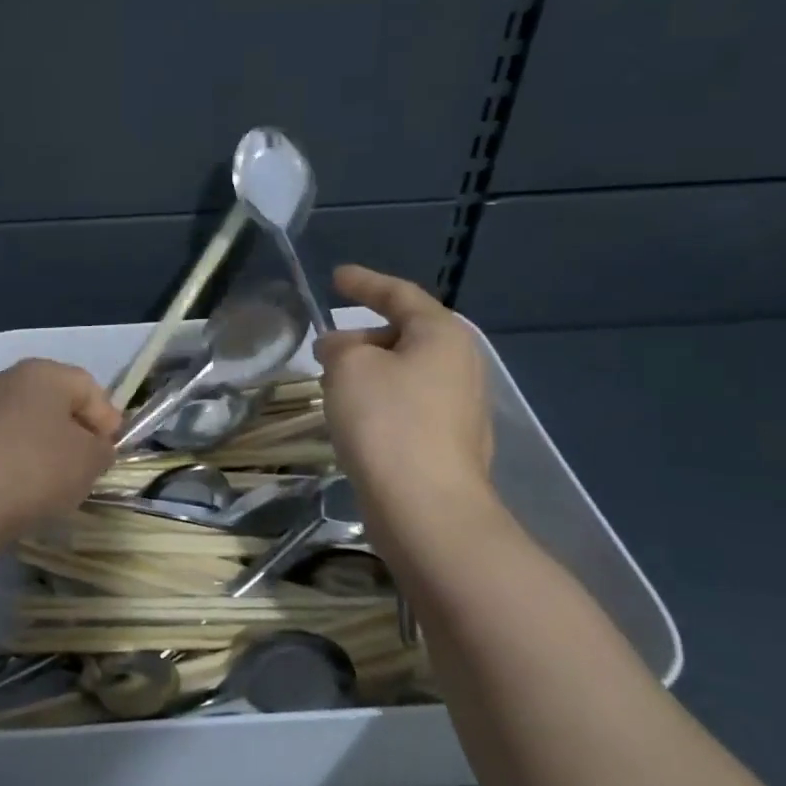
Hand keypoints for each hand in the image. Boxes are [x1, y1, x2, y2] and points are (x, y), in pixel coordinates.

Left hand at [0, 359, 119, 550]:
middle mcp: (7, 379)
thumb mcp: (89, 461)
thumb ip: (102, 449)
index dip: (107, 419)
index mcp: (44, 372)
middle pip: (54, 403)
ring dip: (44, 450)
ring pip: (26, 425)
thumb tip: (93, 447)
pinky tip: (18, 492)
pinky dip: (15, 463)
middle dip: (75, 433)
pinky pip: (0, 446)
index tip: (111, 453)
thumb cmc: (34, 470)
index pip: (88, 387)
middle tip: (86, 468)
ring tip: (53, 486)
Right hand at [316, 265, 493, 519]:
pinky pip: (408, 405)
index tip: (336, 277)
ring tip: (331, 382)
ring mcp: (460, 407)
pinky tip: (354, 418)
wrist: (426, 508)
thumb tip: (340, 349)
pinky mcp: (449, 443)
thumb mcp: (348, 366)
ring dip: (368, 371)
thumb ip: (339, 345)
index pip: (399, 294)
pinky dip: (379, 400)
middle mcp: (460, 365)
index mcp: (442, 335)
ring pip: (405, 372)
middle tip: (324, 346)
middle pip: (405, 334)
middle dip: (362, 336)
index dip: (364, 282)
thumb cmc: (387, 421)